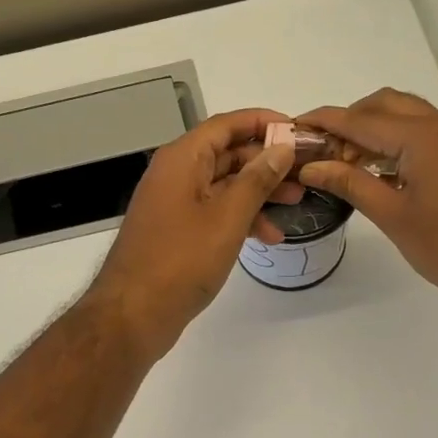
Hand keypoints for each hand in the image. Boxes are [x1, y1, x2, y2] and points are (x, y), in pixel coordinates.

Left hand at [86, 109, 298, 362]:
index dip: (263, 122)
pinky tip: (267, 236)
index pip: (226, 125)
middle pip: (227, 153)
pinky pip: (214, 211)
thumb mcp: (227, 218)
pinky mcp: (176, 231)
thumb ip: (257, 180)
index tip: (298, 132)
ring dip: (258, 192)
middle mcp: (175, 174)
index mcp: (182, 159)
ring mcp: (173, 204)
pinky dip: (240, 218)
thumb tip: (281, 148)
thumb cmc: (181, 261)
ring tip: (295, 204)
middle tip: (304, 172)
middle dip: (267, 161)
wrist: (133, 315)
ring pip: (223, 185)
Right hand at [294, 89, 437, 345]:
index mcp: (425, 137)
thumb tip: (311, 166)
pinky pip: (425, 134)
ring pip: (407, 117)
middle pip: (385, 105)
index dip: (325, 121)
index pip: (362, 119)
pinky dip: (396, 142)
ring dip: (373, 131)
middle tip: (321, 150)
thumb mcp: (392, 215)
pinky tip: (378, 171)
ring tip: (344, 163)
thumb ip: (349, 183)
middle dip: (349, 121)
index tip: (294, 125)